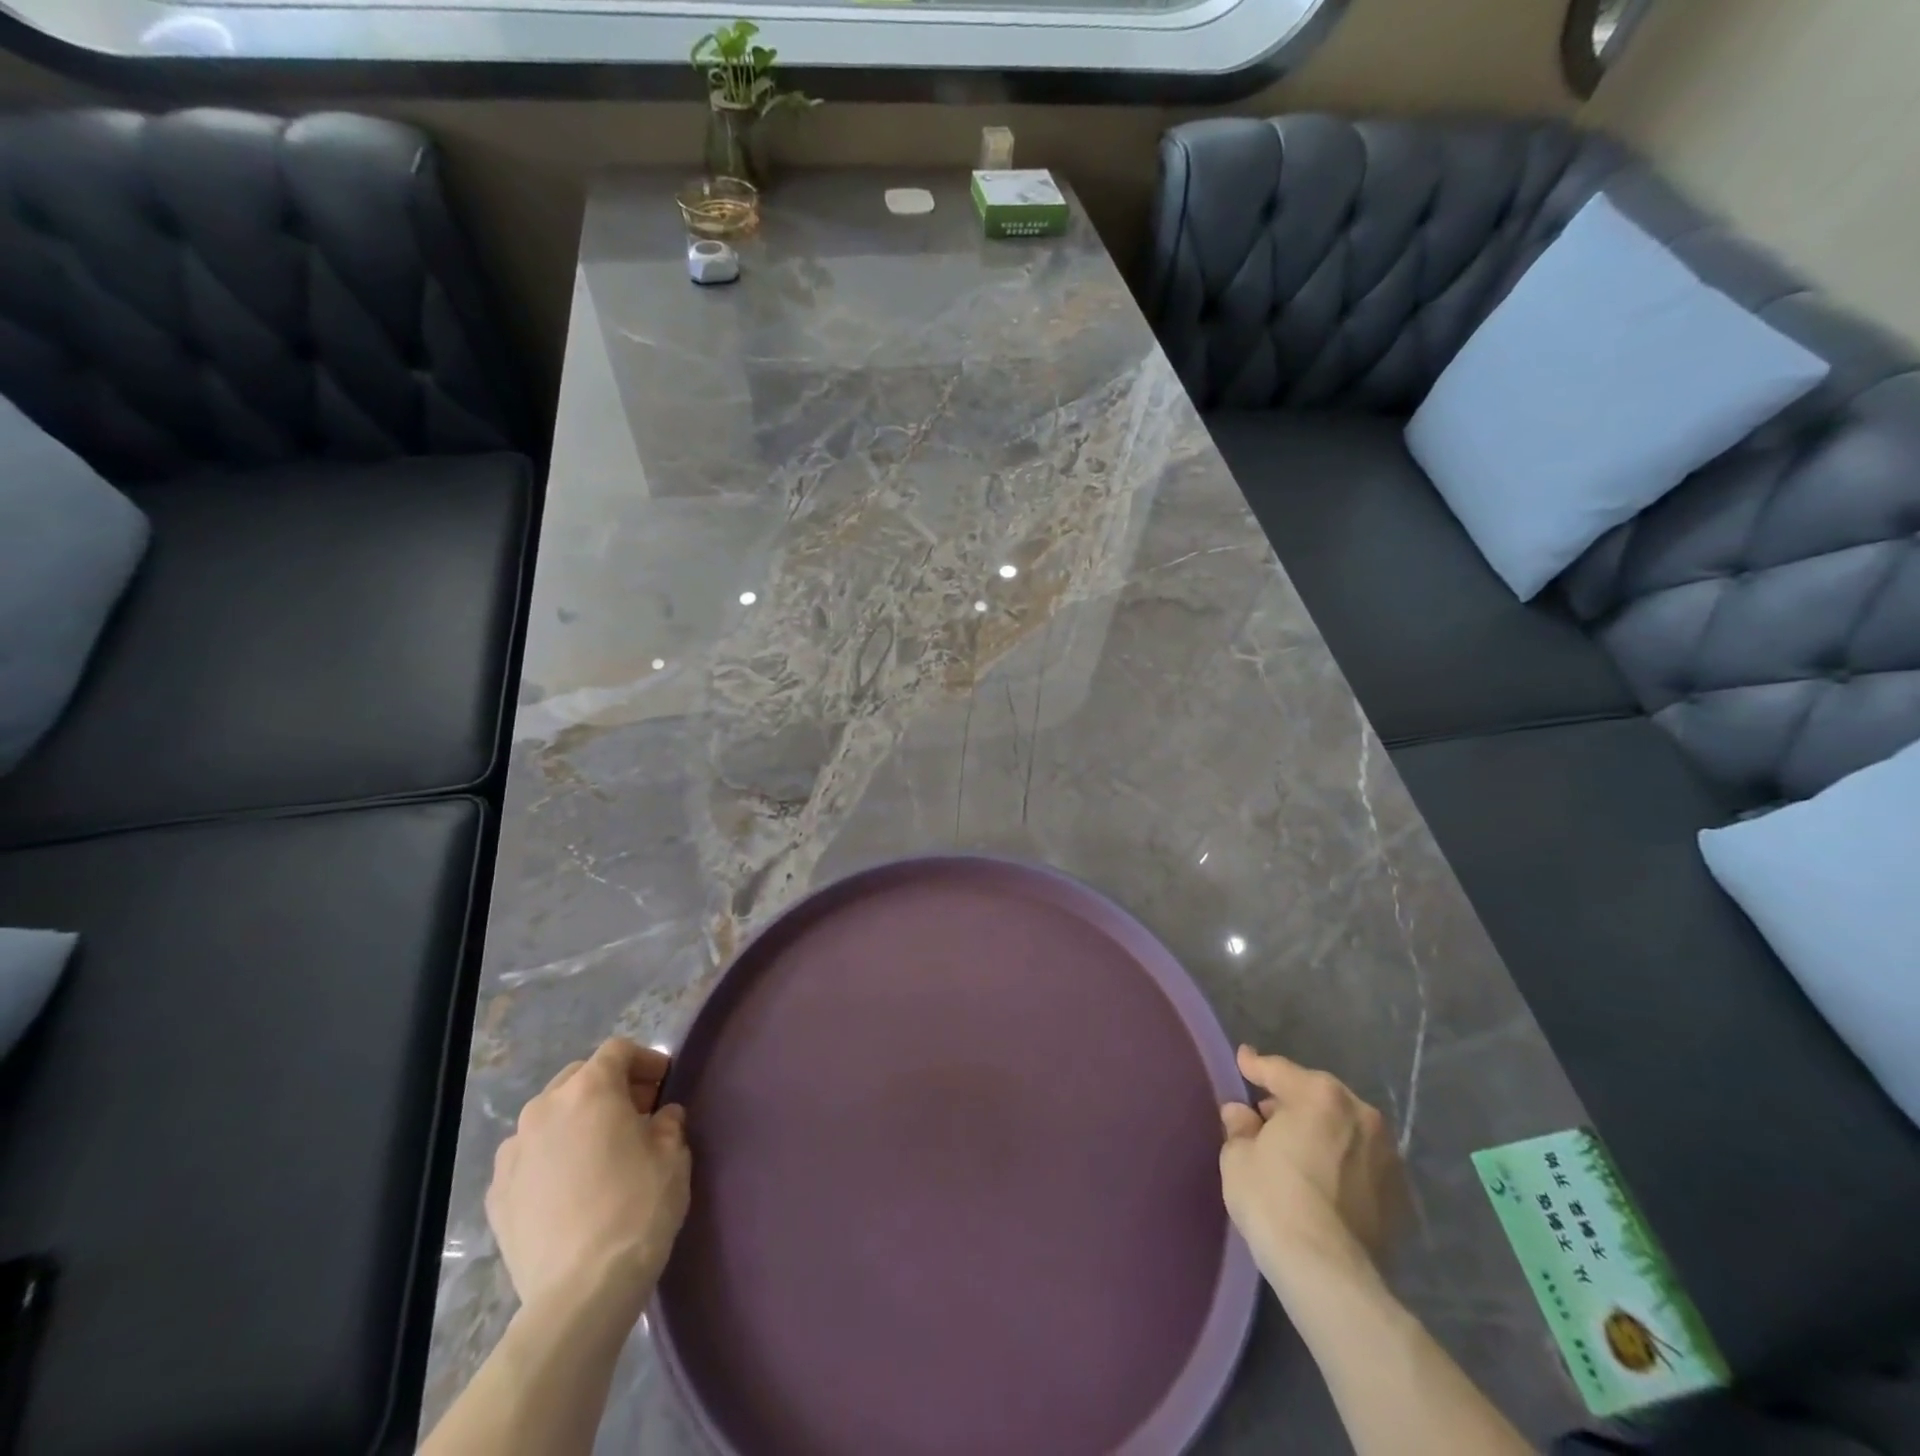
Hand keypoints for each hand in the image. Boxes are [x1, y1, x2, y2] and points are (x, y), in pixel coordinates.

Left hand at [486, 1037, 691, 1317]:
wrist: (579, 1293)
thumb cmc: (637, 1209)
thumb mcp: (674, 1156)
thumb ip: (668, 1124)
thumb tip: (661, 1118)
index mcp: (590, 1089)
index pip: (618, 1051)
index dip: (645, 1062)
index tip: (664, 1085)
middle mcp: (544, 1109)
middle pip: (579, 1077)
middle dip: (609, 1089)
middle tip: (637, 1116)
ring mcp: (513, 1152)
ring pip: (550, 1117)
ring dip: (576, 1122)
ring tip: (600, 1154)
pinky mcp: (496, 1194)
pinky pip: (529, 1158)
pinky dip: (550, 1159)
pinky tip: (570, 1189)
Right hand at [1218, 1046, 1404, 1296]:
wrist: (1328, 1272)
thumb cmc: (1274, 1200)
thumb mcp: (1238, 1157)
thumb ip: (1240, 1127)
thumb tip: (1242, 1115)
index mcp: (1320, 1095)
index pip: (1279, 1071)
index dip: (1255, 1065)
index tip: (1244, 1059)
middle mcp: (1361, 1114)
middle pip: (1317, 1096)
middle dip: (1292, 1101)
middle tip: (1266, 1115)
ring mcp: (1387, 1155)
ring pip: (1344, 1129)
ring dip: (1321, 1132)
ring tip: (1298, 1150)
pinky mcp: (1400, 1195)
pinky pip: (1361, 1163)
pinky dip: (1342, 1162)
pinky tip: (1323, 1180)